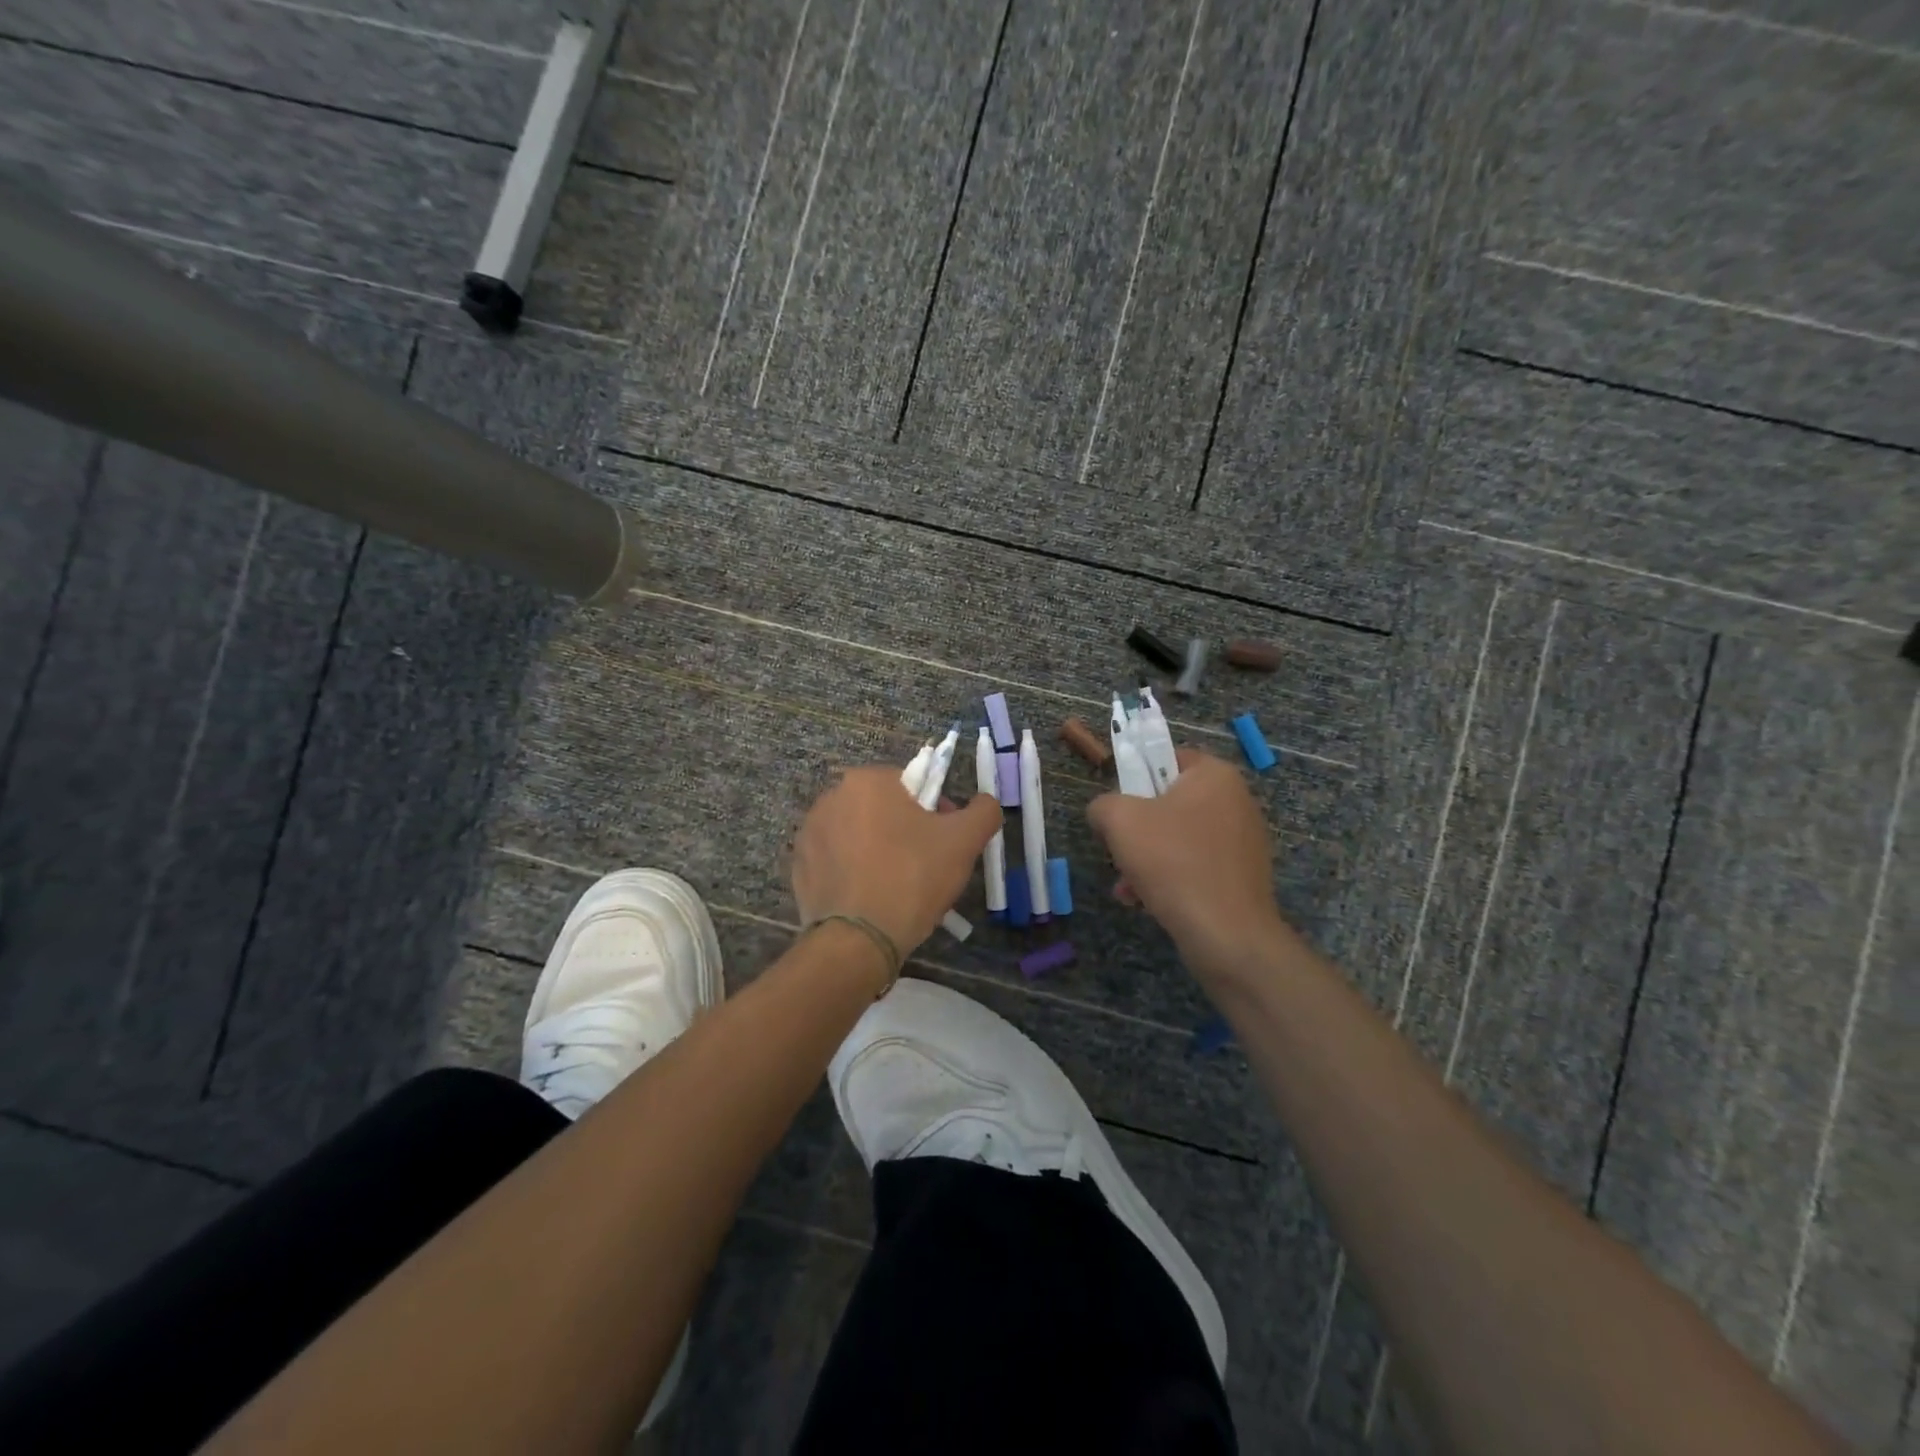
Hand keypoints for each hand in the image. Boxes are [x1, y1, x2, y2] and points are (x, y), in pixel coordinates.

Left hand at [792, 766, 1002, 959]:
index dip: (936, 812)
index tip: (946, 842)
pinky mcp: (799, 867)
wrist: (858, 940)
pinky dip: (854, 873)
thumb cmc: (912, 878)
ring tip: (897, 887)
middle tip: (925, 867)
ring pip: (859, 835)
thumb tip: (984, 802)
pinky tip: (871, 898)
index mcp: (867, 781)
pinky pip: (837, 861)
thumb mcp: (963, 841)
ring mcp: (809, 833)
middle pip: (883, 809)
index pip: (912, 785)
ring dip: (879, 850)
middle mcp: (830, 797)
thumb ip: (983, 811)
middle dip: (906, 831)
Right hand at [1087, 749, 1294, 977]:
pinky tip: (1146, 901)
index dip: (1136, 778)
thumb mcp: (1120, 820)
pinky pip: (1195, 866)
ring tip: (1127, 886)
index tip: (1118, 807)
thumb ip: (1103, 804)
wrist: (1226, 933)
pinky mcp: (1242, 876)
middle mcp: (1236, 801)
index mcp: (1215, 775)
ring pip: (1179, 839)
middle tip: (1119, 850)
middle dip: (1137, 830)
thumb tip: (1104, 812)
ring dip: (1147, 859)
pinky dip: (1169, 878)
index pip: (1167, 758)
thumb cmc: (1173, 861)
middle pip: (1169, 803)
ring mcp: (1243, 840)